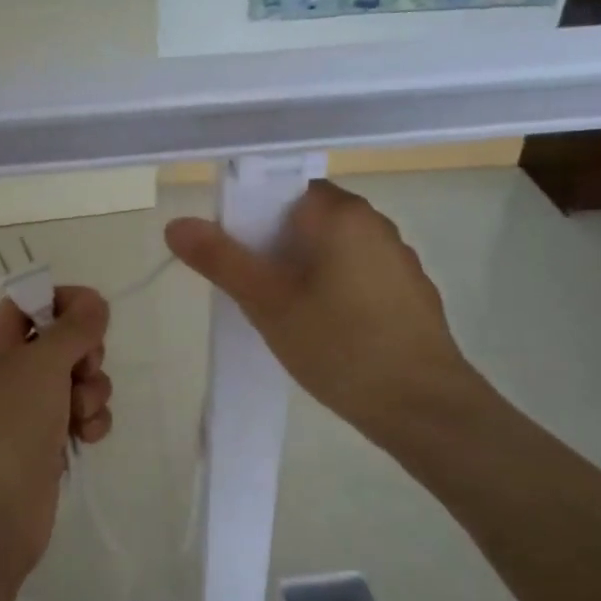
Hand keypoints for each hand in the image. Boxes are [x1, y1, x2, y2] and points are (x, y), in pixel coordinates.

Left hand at [0, 286, 112, 582]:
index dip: (64, 302)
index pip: (30, 301)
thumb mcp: (41, 364)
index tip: (96, 315)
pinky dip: (90, 420)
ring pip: (77, 378)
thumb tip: (94, 300)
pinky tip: (87, 436)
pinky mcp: (46, 441)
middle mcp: (7, 370)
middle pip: (60, 339)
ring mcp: (27, 408)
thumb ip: (74, 326)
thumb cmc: (7, 426)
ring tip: (80, 414)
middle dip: (85, 353)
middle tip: (82, 370)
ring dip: (91, 390)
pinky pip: (80, 413)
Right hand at [164, 180, 491, 458]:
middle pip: (305, 220)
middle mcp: (374, 223)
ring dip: (302, 271)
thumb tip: (176, 223)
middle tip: (252, 292)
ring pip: (330, 249)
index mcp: (341, 213)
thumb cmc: (340, 346)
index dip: (250, 218)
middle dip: (273, 249)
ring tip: (284, 315)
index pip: (281, 191)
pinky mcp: (409, 291)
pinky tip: (325, 330)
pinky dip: (332, 289)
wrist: (424, 408)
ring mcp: (397, 257)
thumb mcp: (267, 303)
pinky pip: (356, 273)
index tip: (235, 257)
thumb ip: (220, 259)